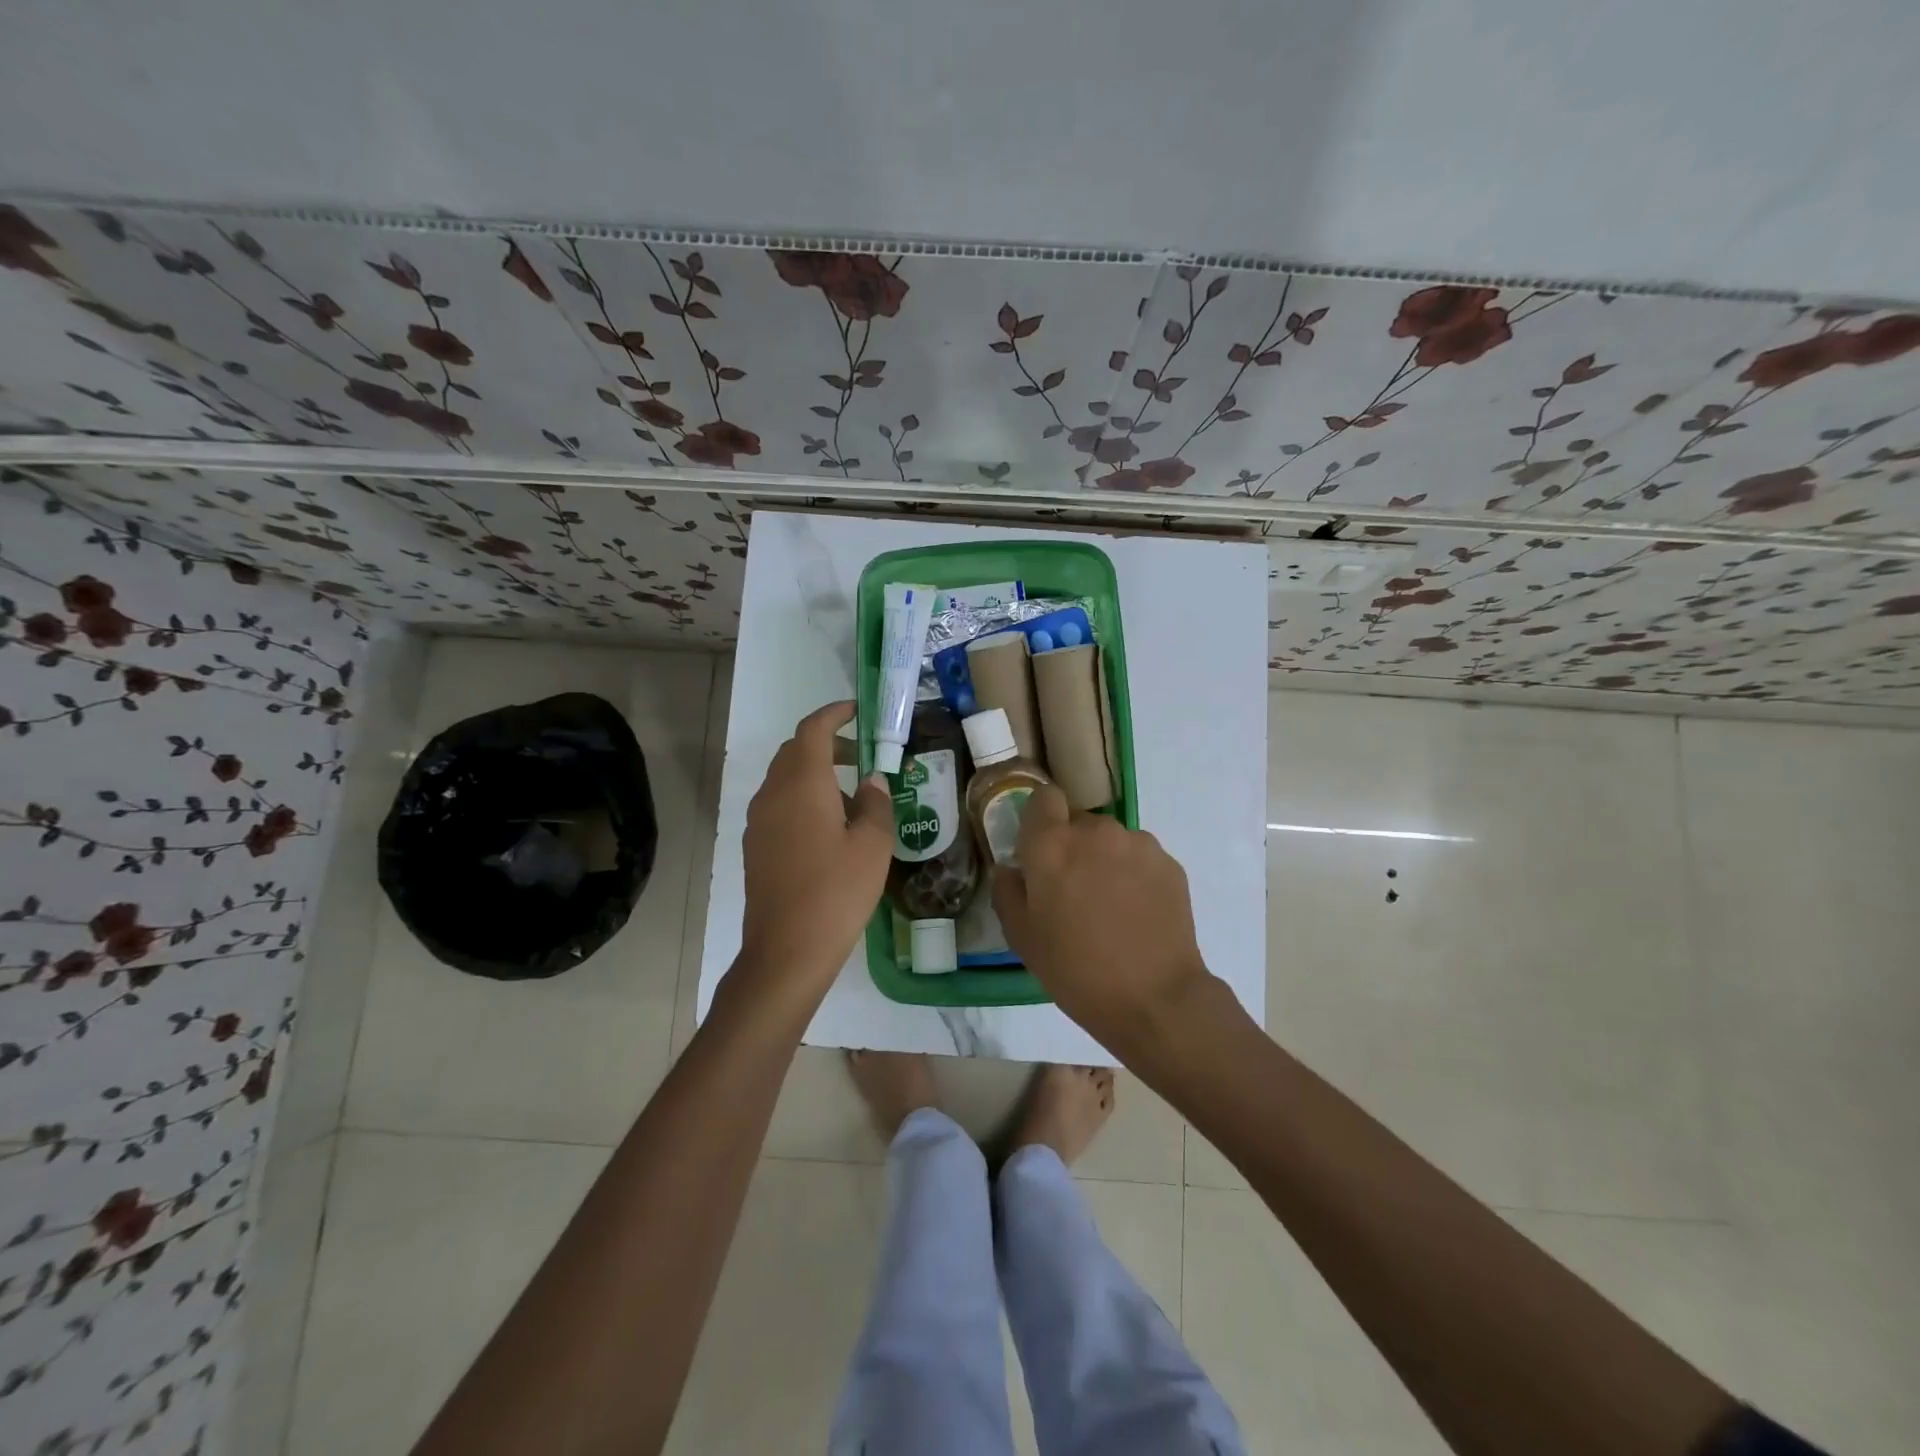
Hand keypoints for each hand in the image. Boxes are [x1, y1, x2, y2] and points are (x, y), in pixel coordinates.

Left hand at [737, 701, 893, 1004]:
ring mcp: (758, 821)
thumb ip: (876, 804)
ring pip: (783, 778)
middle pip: (795, 751)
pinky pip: (777, 803)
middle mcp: (773, 793)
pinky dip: (800, 796)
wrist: (786, 950)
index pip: (813, 730)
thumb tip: (872, 780)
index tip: (857, 711)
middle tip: (860, 755)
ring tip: (848, 793)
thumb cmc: (837, 892)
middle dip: (826, 743)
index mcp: (802, 784)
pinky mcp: (754, 845)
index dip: (834, 714)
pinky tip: (826, 826)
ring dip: (813, 771)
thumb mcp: (873, 846)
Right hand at [993, 784, 1211, 1054]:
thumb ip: (1007, 891)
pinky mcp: (1168, 862)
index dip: (1041, 819)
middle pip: (1078, 822)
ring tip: (1111, 906)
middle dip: (1073, 846)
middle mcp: (1095, 831)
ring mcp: (1137, 843)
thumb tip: (1011, 869)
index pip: (1044, 797)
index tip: (1040, 850)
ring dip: (1105, 860)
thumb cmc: (1076, 970)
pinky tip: (1137, 913)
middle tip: (1075, 891)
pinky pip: (1140, 857)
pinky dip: (1135, 875)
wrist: (1155, 999)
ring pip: (1111, 840)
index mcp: (1052, 845)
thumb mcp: (1022, 938)